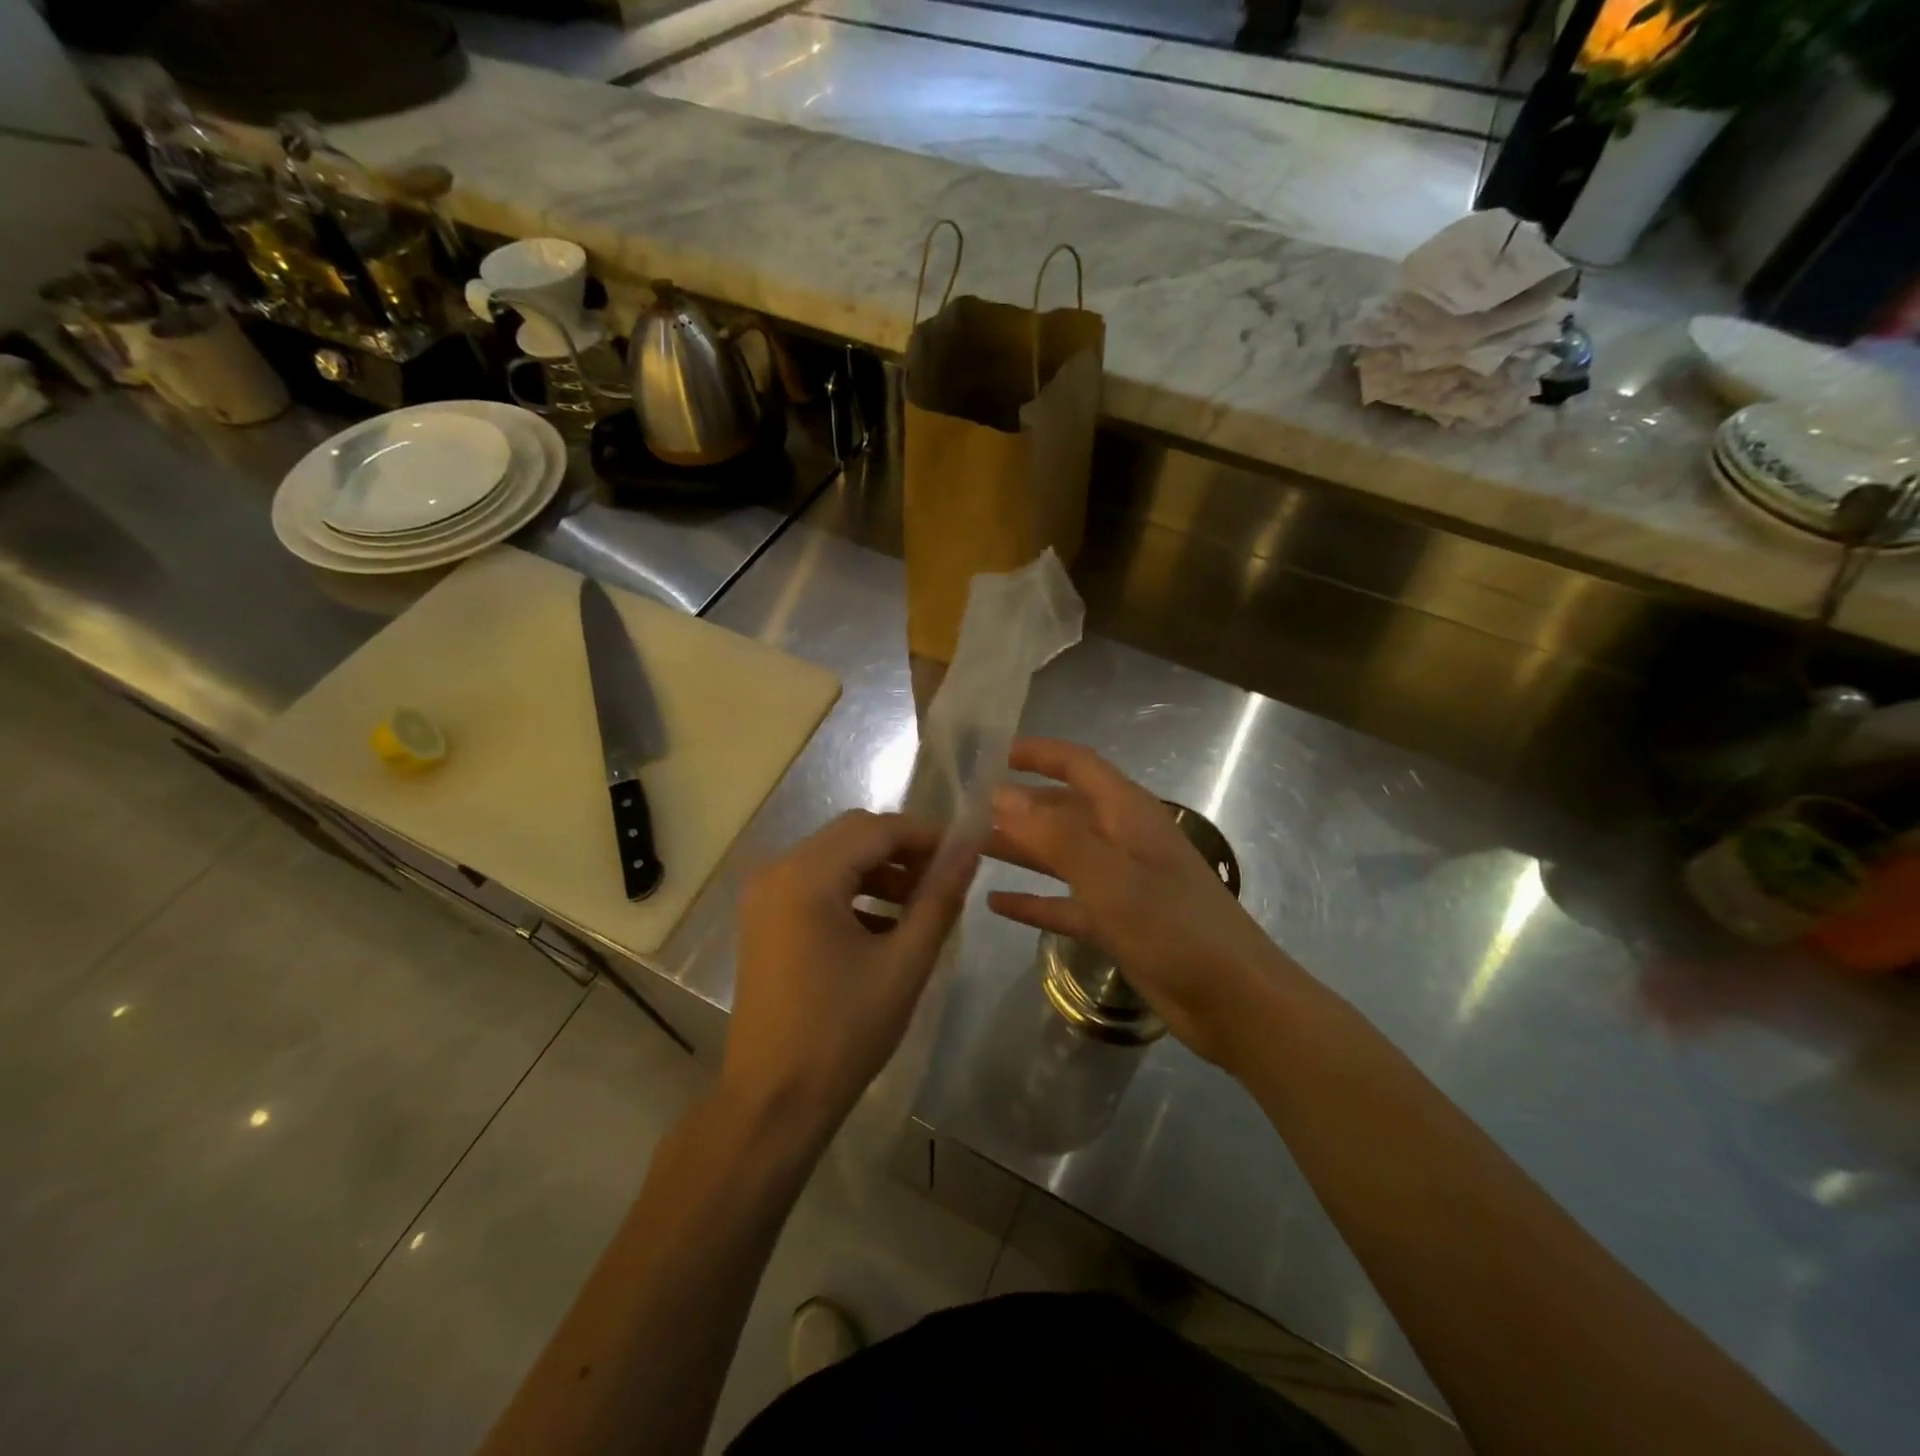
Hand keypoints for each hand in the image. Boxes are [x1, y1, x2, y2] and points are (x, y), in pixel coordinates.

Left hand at [726, 811, 977, 1141]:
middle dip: (904, 850)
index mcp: (806, 876)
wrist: (773, 1102)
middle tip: (947, 878)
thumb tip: (970, 848)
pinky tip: (886, 925)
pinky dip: (854, 891)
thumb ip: (940, 897)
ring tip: (922, 904)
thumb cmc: (843, 1033)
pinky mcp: (764, 919)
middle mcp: (777, 871)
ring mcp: (764, 895)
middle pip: (853, 835)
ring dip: (880, 870)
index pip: (877, 828)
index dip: (927, 834)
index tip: (967, 851)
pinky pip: (817, 884)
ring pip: (835, 857)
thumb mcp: (904, 962)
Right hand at [988, 738, 1294, 1067]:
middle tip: (964, 811)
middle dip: (1018, 806)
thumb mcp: (1109, 875)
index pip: (1077, 765)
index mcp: (1127, 813)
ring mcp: (1120, 883)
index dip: (1037, 753)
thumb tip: (1001, 795)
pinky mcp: (1117, 922)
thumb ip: (1054, 834)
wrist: (1234, 1000)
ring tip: (969, 849)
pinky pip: (1066, 903)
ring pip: (1060, 856)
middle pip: (1062, 810)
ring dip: (1020, 850)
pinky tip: (996, 905)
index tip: (991, 753)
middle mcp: (1122, 839)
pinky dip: (1034, 901)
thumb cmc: (1173, 926)